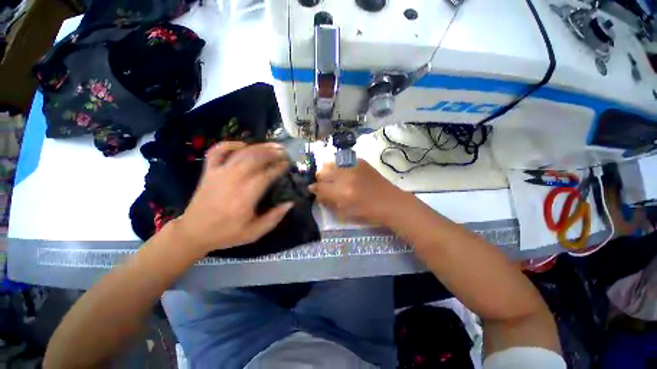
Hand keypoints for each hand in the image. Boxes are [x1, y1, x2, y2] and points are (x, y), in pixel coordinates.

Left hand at [173, 142, 293, 254]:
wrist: (193, 233)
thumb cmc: (226, 233)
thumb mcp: (254, 233)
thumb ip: (274, 218)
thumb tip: (290, 203)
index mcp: (245, 196)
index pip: (266, 175)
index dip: (279, 167)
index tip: (288, 164)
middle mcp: (233, 180)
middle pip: (255, 158)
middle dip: (272, 152)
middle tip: (284, 151)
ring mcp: (219, 173)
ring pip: (241, 153)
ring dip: (258, 147)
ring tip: (272, 146)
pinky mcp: (209, 172)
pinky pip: (217, 151)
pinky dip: (229, 144)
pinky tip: (242, 145)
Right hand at [309, 159, 412, 225]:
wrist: (389, 202)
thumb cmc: (367, 212)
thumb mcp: (344, 213)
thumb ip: (328, 201)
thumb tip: (316, 192)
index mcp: (342, 193)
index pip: (319, 187)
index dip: (314, 189)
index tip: (314, 190)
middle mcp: (346, 176)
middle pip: (322, 172)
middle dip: (320, 179)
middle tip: (325, 185)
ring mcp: (353, 166)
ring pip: (330, 164)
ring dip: (328, 171)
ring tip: (334, 178)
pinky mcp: (360, 161)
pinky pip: (342, 161)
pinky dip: (339, 167)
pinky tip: (345, 174)